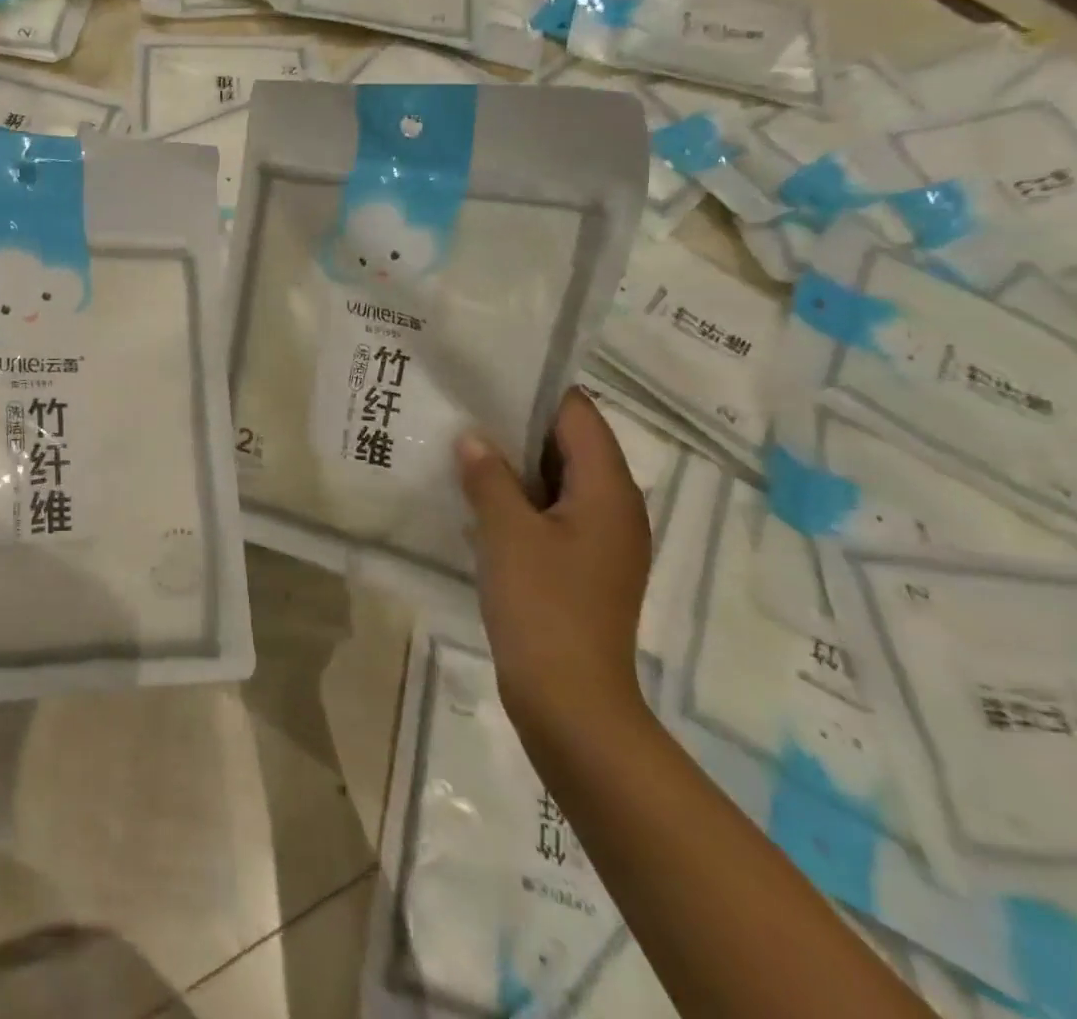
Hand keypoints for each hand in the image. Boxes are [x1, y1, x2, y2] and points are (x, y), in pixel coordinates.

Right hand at [456, 389, 652, 752]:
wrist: (570, 700)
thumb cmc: (543, 606)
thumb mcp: (506, 532)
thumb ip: (488, 477)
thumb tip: (472, 439)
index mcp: (608, 491)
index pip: (578, 416)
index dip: (536, 393)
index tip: (487, 377)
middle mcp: (615, 509)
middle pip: (570, 446)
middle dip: (518, 426)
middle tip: (464, 408)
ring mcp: (599, 541)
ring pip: (557, 481)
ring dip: (514, 464)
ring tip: (462, 445)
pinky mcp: (580, 567)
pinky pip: (549, 513)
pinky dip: (517, 499)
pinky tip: (475, 498)